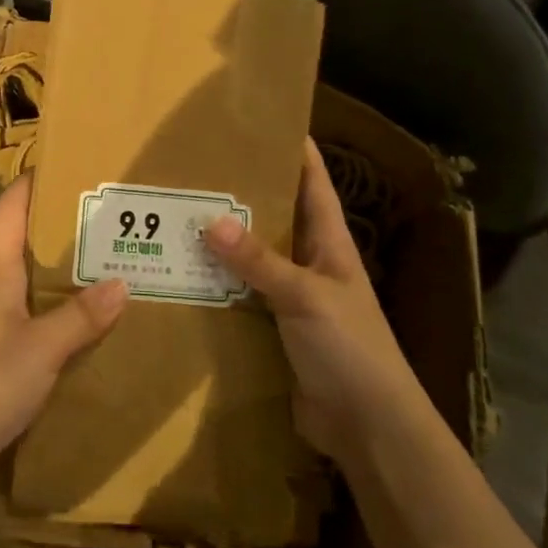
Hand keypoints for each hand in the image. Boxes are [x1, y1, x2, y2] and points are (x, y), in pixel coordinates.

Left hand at [0, 174, 127, 508]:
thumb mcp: (42, 347)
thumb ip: (81, 316)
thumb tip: (122, 283)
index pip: (10, 211)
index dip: (30, 183)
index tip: (62, 163)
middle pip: (24, 244)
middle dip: (59, 228)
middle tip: (104, 217)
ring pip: (30, 283)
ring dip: (61, 271)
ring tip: (105, 263)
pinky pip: (33, 317)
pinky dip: (58, 309)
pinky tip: (86, 321)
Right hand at [205, 139, 418, 461]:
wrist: (368, 427)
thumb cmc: (350, 348)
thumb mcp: (305, 296)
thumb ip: (259, 261)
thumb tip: (211, 220)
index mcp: (330, 242)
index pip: (314, 183)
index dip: (295, 150)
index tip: (264, 120)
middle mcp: (311, 262)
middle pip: (276, 216)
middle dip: (243, 192)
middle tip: (199, 167)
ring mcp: (293, 296)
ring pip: (254, 257)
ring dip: (225, 241)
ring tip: (180, 214)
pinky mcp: (275, 329)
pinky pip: (242, 296)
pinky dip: (219, 284)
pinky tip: (185, 273)